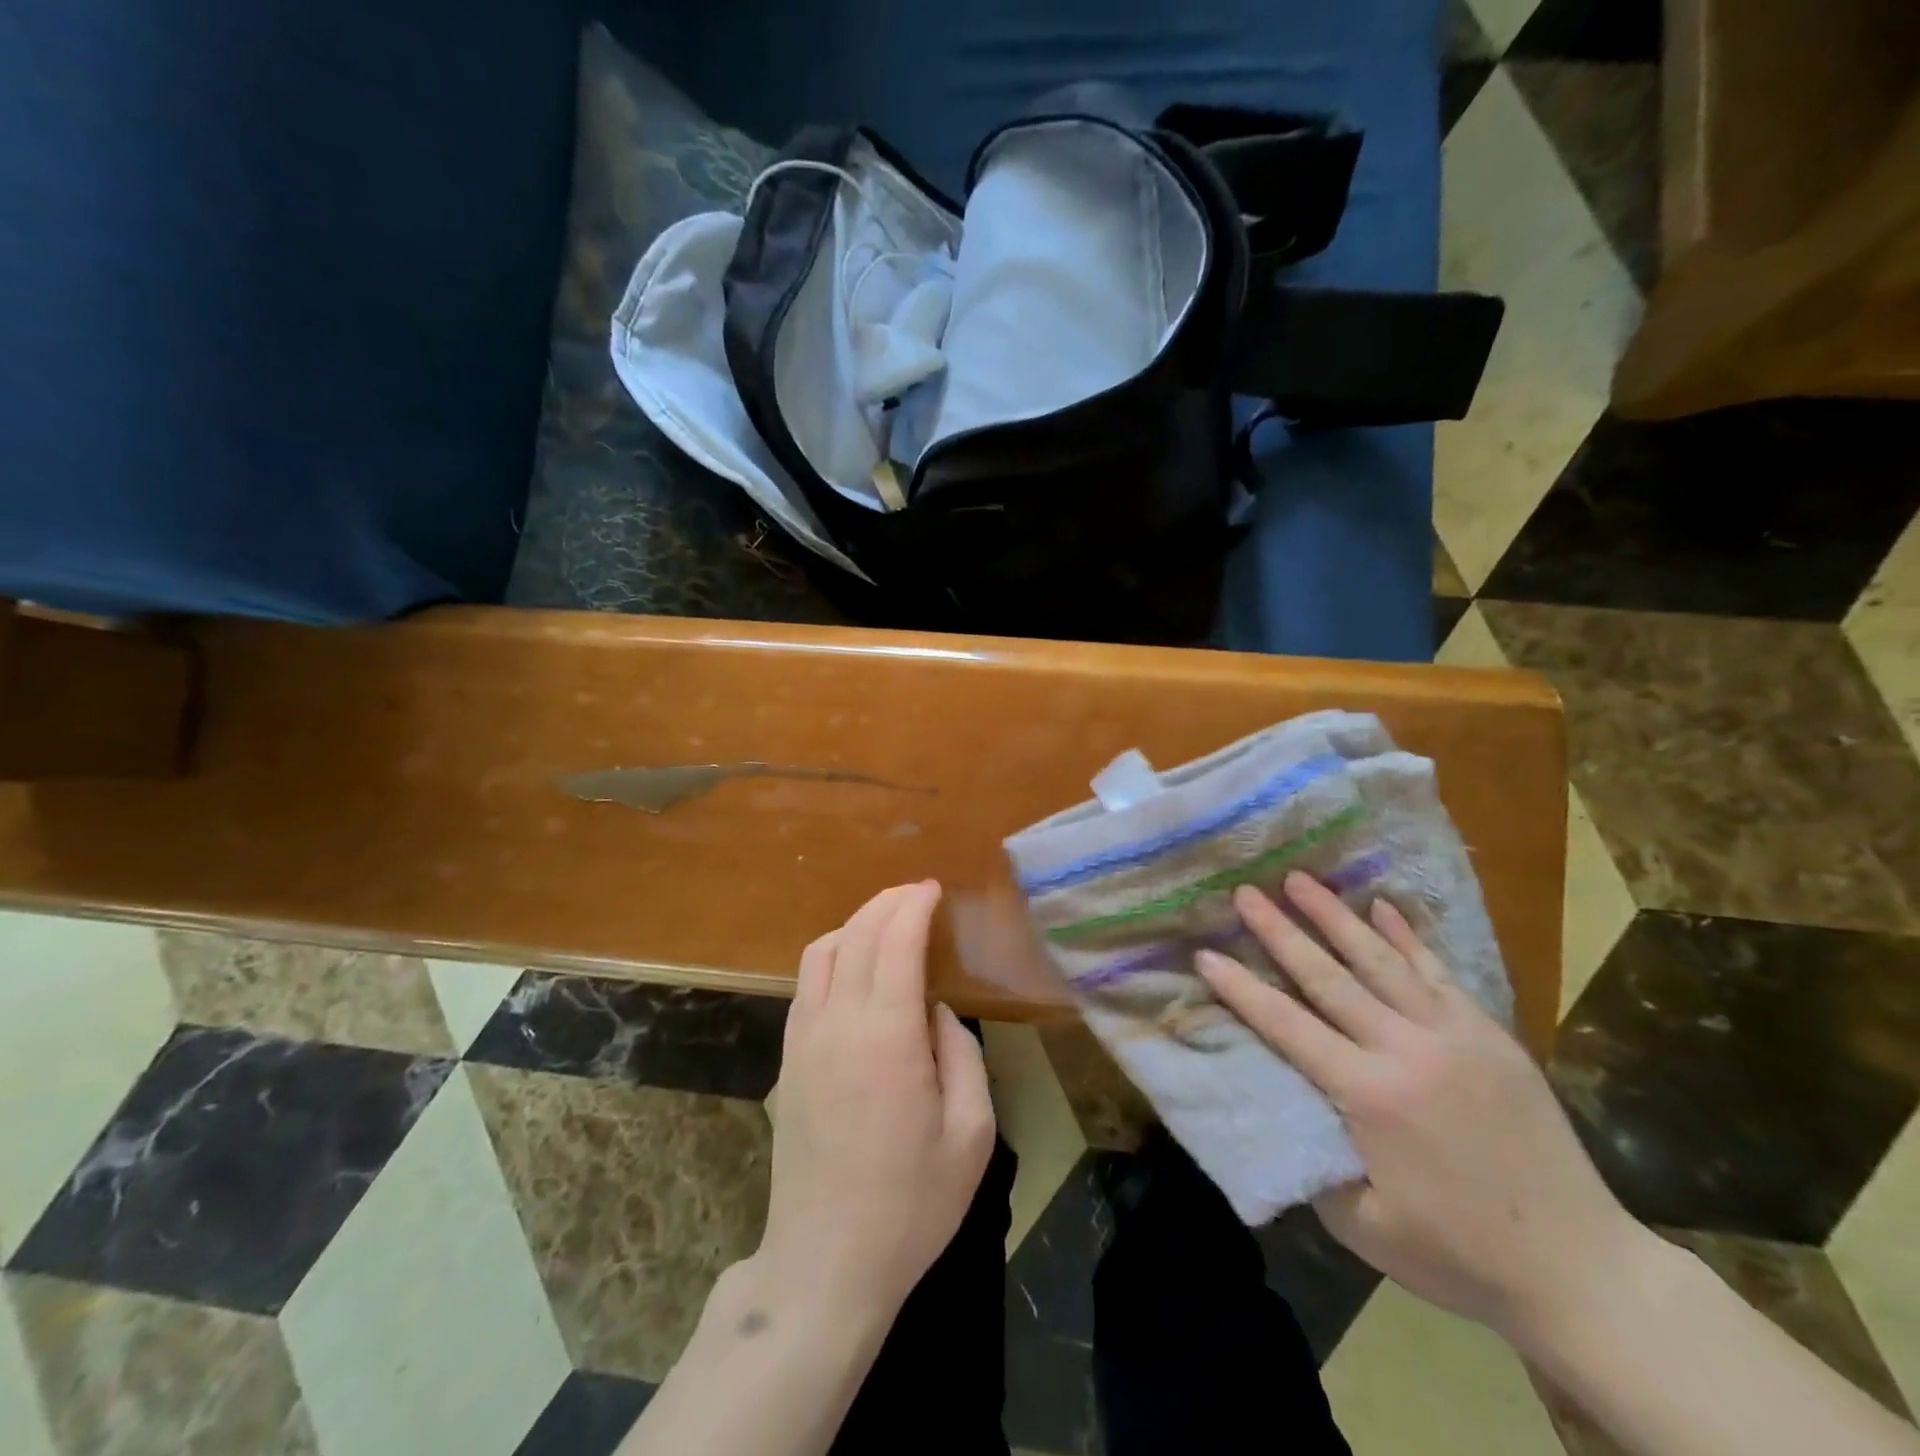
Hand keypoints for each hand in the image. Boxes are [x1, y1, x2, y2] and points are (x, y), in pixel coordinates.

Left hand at [754, 881, 995, 1325]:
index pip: (894, 941)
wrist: (825, 1263)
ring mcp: (803, 1040)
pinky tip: (854, 967)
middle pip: (856, 935)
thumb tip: (937, 1012)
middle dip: (887, 902)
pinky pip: (807, 984)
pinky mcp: (787, 1060)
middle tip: (916, 894)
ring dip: (856, 924)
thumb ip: (962, 1056)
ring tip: (888, 923)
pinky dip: (832, 954)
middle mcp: (837, 1024)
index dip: (913, 905)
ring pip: (821, 952)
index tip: (933, 889)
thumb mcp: (970, 1135)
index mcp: (886, 1036)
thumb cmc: (910, 1204)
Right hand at [1196, 872, 1640, 1342]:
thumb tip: (1278, 1109)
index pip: (1287, 1026)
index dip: (1242, 989)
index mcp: (1369, 1095)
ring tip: (1300, 879)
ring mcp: (1453, 1035)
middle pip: (1329, 978)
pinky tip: (1381, 906)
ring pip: (1381, 961)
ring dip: (1335, 916)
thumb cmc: (1459, 1253)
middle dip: (1280, 931)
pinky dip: (1406, 936)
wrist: (1581, 1268)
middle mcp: (1406, 1050)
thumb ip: (1310, 1162)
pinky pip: (1437, 972)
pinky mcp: (1489, 1035)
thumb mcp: (1363, 1226)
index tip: (1206, 952)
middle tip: (1245, 892)